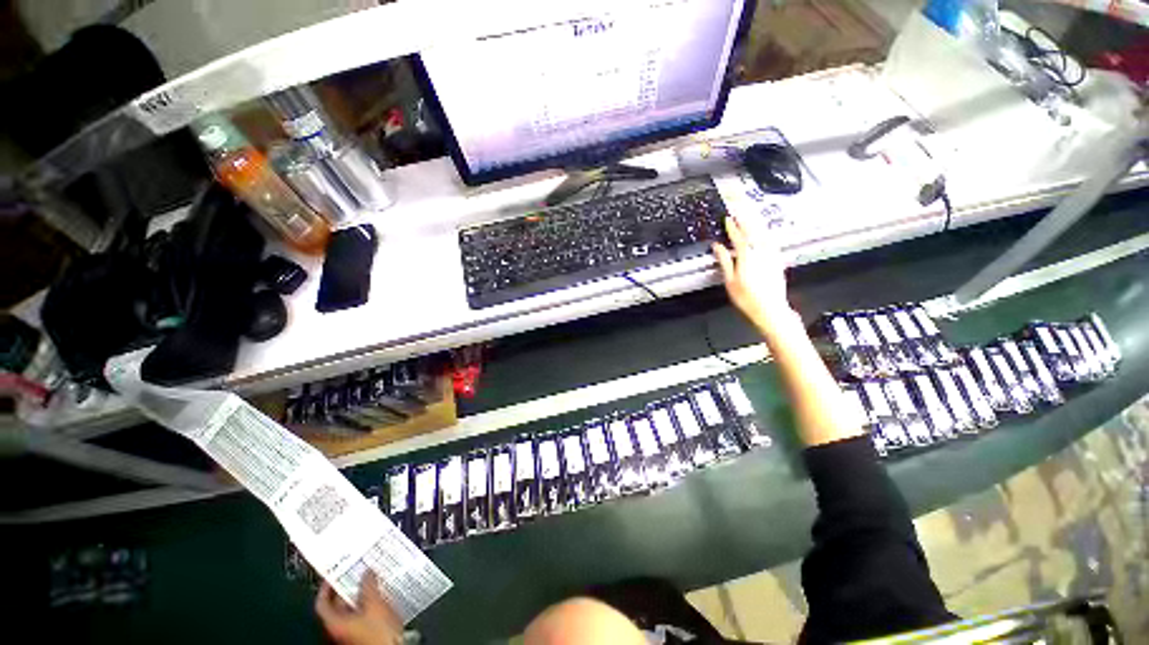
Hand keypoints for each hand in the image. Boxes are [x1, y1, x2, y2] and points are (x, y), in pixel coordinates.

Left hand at [315, 572, 403, 644]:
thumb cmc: (378, 632)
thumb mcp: (374, 603)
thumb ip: (368, 585)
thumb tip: (366, 572)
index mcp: (334, 622)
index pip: (322, 603)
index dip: (326, 588)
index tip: (331, 575)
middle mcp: (340, 628)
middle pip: (338, 604)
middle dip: (349, 587)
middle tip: (358, 572)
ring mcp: (352, 630)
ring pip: (353, 607)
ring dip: (362, 593)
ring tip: (372, 579)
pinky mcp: (365, 631)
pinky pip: (364, 612)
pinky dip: (369, 601)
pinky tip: (380, 594)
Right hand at [712, 216, 794, 334]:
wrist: (771, 310)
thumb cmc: (747, 299)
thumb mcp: (730, 281)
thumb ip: (724, 261)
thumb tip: (717, 246)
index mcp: (747, 256)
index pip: (738, 236)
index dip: (732, 226)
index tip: (727, 218)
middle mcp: (761, 252)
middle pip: (753, 229)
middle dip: (745, 218)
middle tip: (738, 208)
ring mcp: (772, 254)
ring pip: (764, 232)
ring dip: (755, 222)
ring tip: (749, 214)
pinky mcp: (778, 259)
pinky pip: (770, 239)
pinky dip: (764, 232)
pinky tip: (762, 231)